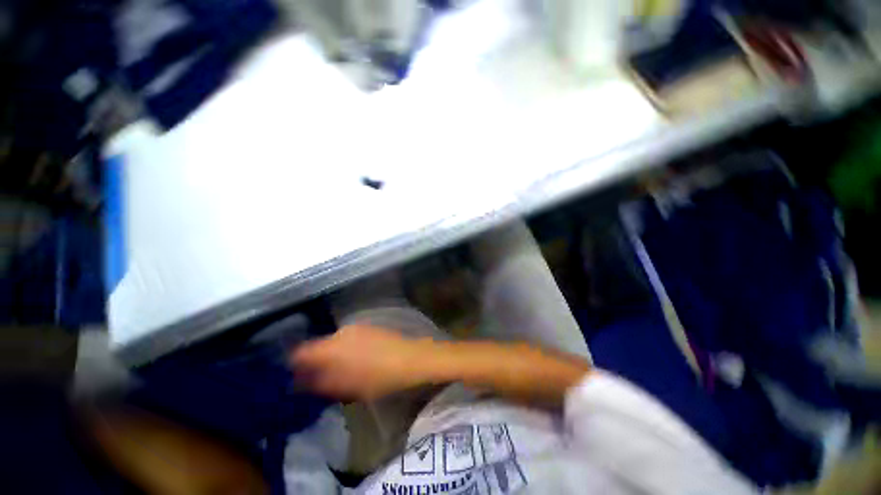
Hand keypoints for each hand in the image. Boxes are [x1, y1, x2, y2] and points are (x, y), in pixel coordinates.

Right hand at [290, 325, 433, 400]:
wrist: (410, 359)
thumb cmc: (378, 377)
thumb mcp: (347, 387)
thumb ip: (322, 383)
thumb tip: (303, 381)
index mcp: (332, 346)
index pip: (302, 351)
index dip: (295, 363)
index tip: (295, 376)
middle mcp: (341, 332)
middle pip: (319, 345)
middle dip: (316, 361)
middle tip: (319, 378)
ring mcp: (357, 327)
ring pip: (335, 341)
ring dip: (332, 354)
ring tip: (339, 371)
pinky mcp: (369, 326)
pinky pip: (348, 337)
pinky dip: (345, 348)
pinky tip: (355, 359)